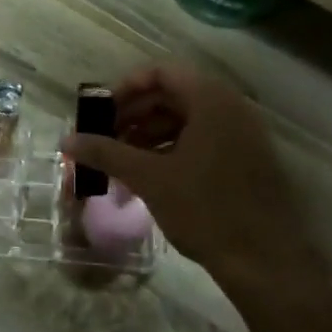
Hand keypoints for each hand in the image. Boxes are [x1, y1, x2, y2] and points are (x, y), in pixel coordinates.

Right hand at [62, 63, 323, 288]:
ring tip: (120, 162)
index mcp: (212, 100)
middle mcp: (231, 108)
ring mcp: (242, 134)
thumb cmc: (205, 210)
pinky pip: (202, 140)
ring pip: (186, 120)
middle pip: (173, 95)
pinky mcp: (246, 159)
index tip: (100, 113)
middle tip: (104, 139)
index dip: (125, 88)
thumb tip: (67, 140)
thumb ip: (106, 153)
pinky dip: (170, 150)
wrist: (264, 259)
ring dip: (149, 135)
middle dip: (133, 114)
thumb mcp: (149, 178)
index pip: (161, 72)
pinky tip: (148, 176)